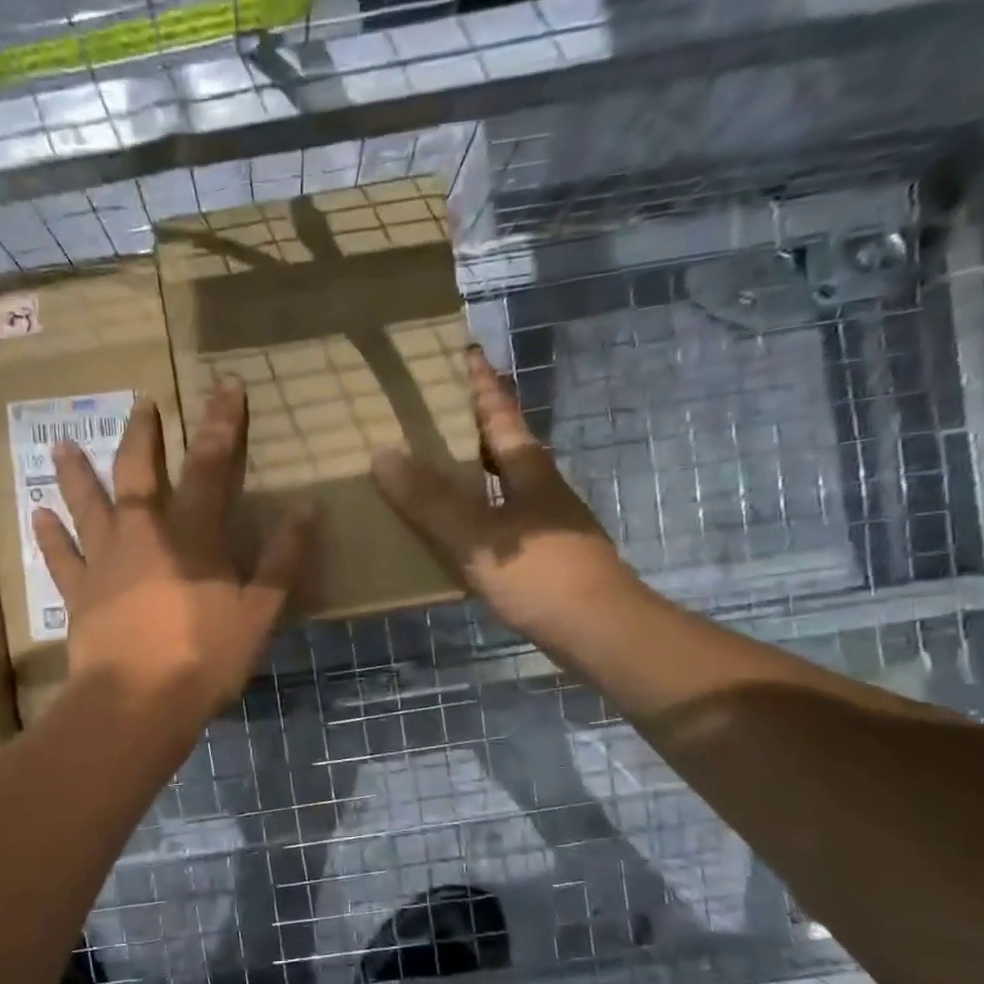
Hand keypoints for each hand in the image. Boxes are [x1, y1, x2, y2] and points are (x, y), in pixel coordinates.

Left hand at [33, 380, 314, 720]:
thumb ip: (282, 560)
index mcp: (192, 535)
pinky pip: (60, 556)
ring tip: (63, 443)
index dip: (220, 424)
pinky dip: (50, 534)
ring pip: (88, 504)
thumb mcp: (259, 613)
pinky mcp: (78, 593)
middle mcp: (143, 534)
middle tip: (140, 403)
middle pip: (139, 472)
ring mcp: (104, 562)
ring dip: (77, 472)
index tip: (225, 386)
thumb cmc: (204, 658)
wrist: (137, 704)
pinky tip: (38, 513)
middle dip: (143, 434)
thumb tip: (308, 509)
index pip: (210, 466)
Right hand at [371, 346, 631, 647]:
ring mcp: (547, 523)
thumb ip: (431, 500)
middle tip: (436, 413)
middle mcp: (541, 488)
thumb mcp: (477, 536)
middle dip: (476, 425)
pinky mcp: (545, 555)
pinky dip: (478, 512)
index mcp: (529, 470)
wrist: (600, 631)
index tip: (466, 353)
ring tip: (436, 468)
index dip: (482, 385)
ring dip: (475, 471)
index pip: (501, 414)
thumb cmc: (541, 574)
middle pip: (506, 445)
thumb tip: (383, 454)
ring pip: (505, 484)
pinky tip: (457, 529)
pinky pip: (502, 519)